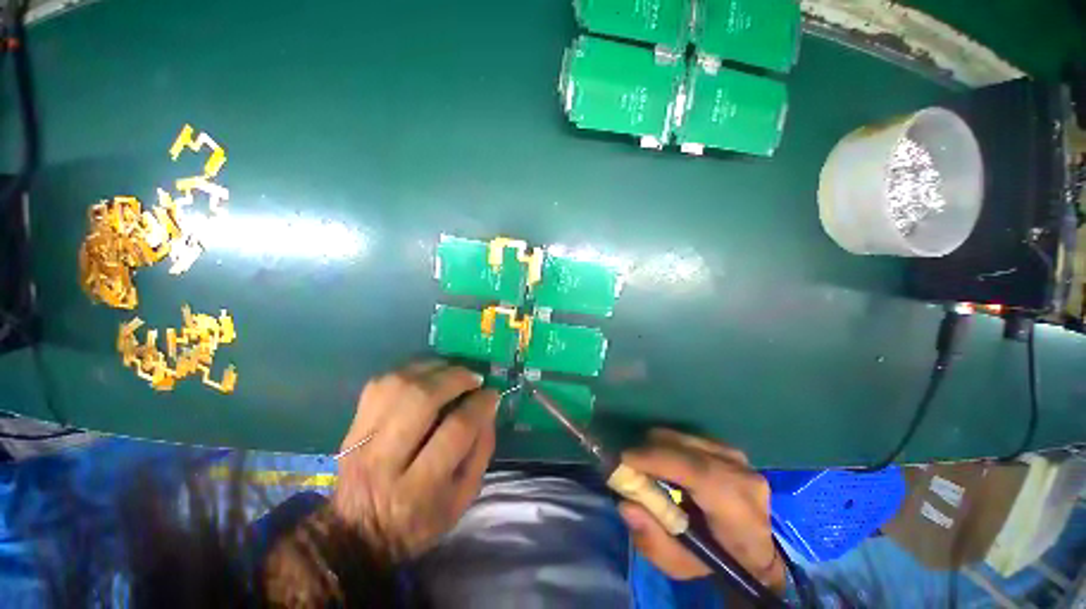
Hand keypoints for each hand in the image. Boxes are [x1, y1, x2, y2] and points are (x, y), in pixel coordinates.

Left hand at [331, 361, 497, 560]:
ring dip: (433, 369)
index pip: (456, 431)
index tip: (492, 394)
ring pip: (398, 385)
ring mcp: (363, 439)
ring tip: (453, 372)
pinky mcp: (352, 426)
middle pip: (421, 400)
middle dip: (456, 379)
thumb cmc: (420, 519)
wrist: (356, 534)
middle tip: (474, 377)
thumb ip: (481, 450)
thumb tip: (488, 407)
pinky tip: (427, 374)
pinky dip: (409, 371)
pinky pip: (380, 384)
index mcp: (420, 488)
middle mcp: (386, 460)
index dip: (479, 405)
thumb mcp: (463, 497)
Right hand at [618, 429, 784, 591]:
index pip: (699, 473)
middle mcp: (742, 476)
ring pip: (684, 437)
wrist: (752, 551)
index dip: (658, 459)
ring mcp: (737, 457)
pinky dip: (670, 445)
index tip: (624, 459)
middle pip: (686, 447)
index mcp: (740, 514)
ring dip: (658, 447)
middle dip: (650, 450)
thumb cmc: (714, 562)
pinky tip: (665, 464)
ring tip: (647, 467)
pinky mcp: (728, 447)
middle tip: (629, 464)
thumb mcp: (680, 566)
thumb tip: (626, 504)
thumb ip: (653, 540)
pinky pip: (688, 437)